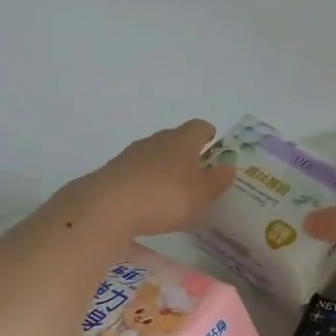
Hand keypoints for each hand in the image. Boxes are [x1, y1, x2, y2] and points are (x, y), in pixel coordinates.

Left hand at [58, 120, 236, 239]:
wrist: (107, 207)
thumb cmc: (164, 198)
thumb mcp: (201, 195)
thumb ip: (217, 181)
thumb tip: (228, 167)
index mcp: (182, 140)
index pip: (199, 127)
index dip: (208, 136)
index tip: (214, 148)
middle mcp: (156, 140)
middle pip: (175, 139)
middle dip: (186, 154)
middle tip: (196, 175)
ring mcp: (131, 155)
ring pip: (153, 156)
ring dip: (163, 169)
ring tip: (171, 192)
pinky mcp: (112, 172)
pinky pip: (136, 173)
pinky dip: (144, 183)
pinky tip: (147, 204)